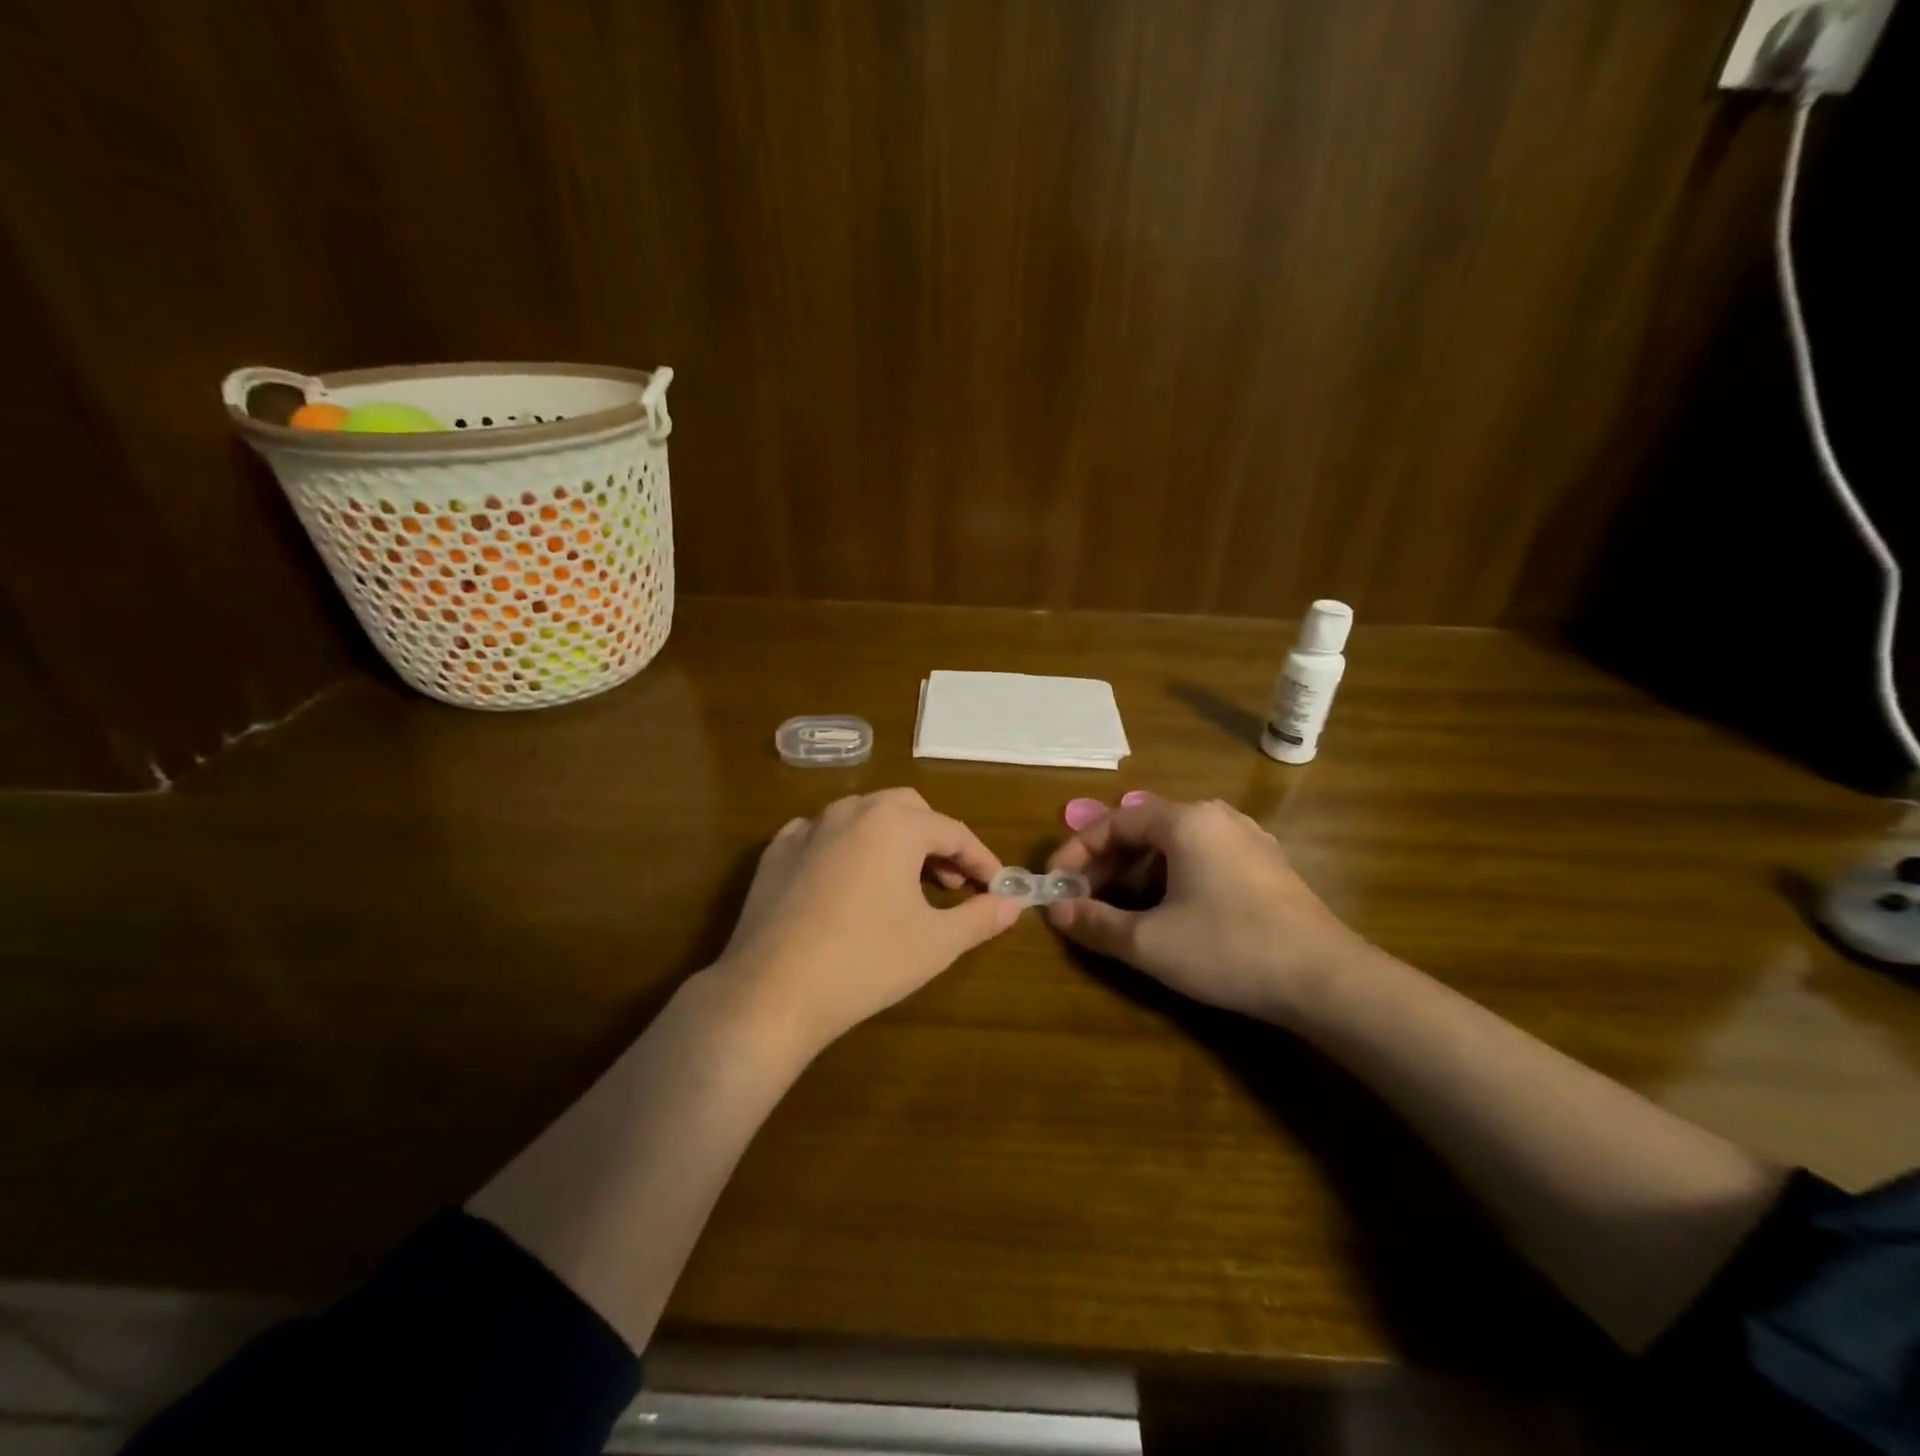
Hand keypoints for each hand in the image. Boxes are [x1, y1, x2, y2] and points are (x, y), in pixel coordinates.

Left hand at [712, 789, 1021, 1051]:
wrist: (773, 991)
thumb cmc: (867, 960)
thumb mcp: (937, 942)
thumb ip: (981, 917)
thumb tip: (1014, 904)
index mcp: (895, 824)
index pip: (953, 832)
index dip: (980, 860)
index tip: (997, 888)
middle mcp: (852, 810)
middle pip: (908, 811)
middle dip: (936, 841)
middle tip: (949, 883)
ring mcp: (808, 828)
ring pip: (863, 817)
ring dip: (892, 842)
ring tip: (902, 883)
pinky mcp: (776, 852)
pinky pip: (823, 836)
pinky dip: (847, 849)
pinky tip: (847, 883)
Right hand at [1045, 794, 1370, 1024]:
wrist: (1326, 980)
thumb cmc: (1228, 948)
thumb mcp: (1149, 942)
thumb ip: (1096, 923)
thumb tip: (1057, 913)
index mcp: (1185, 821)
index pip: (1115, 821)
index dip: (1077, 849)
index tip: (1055, 882)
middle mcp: (1216, 817)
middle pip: (1145, 827)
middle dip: (1107, 860)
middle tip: (1083, 895)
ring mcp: (1247, 839)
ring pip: (1175, 842)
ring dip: (1138, 869)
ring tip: (1121, 903)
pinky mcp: (1267, 866)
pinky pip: (1204, 856)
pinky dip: (1173, 874)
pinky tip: (1171, 908)